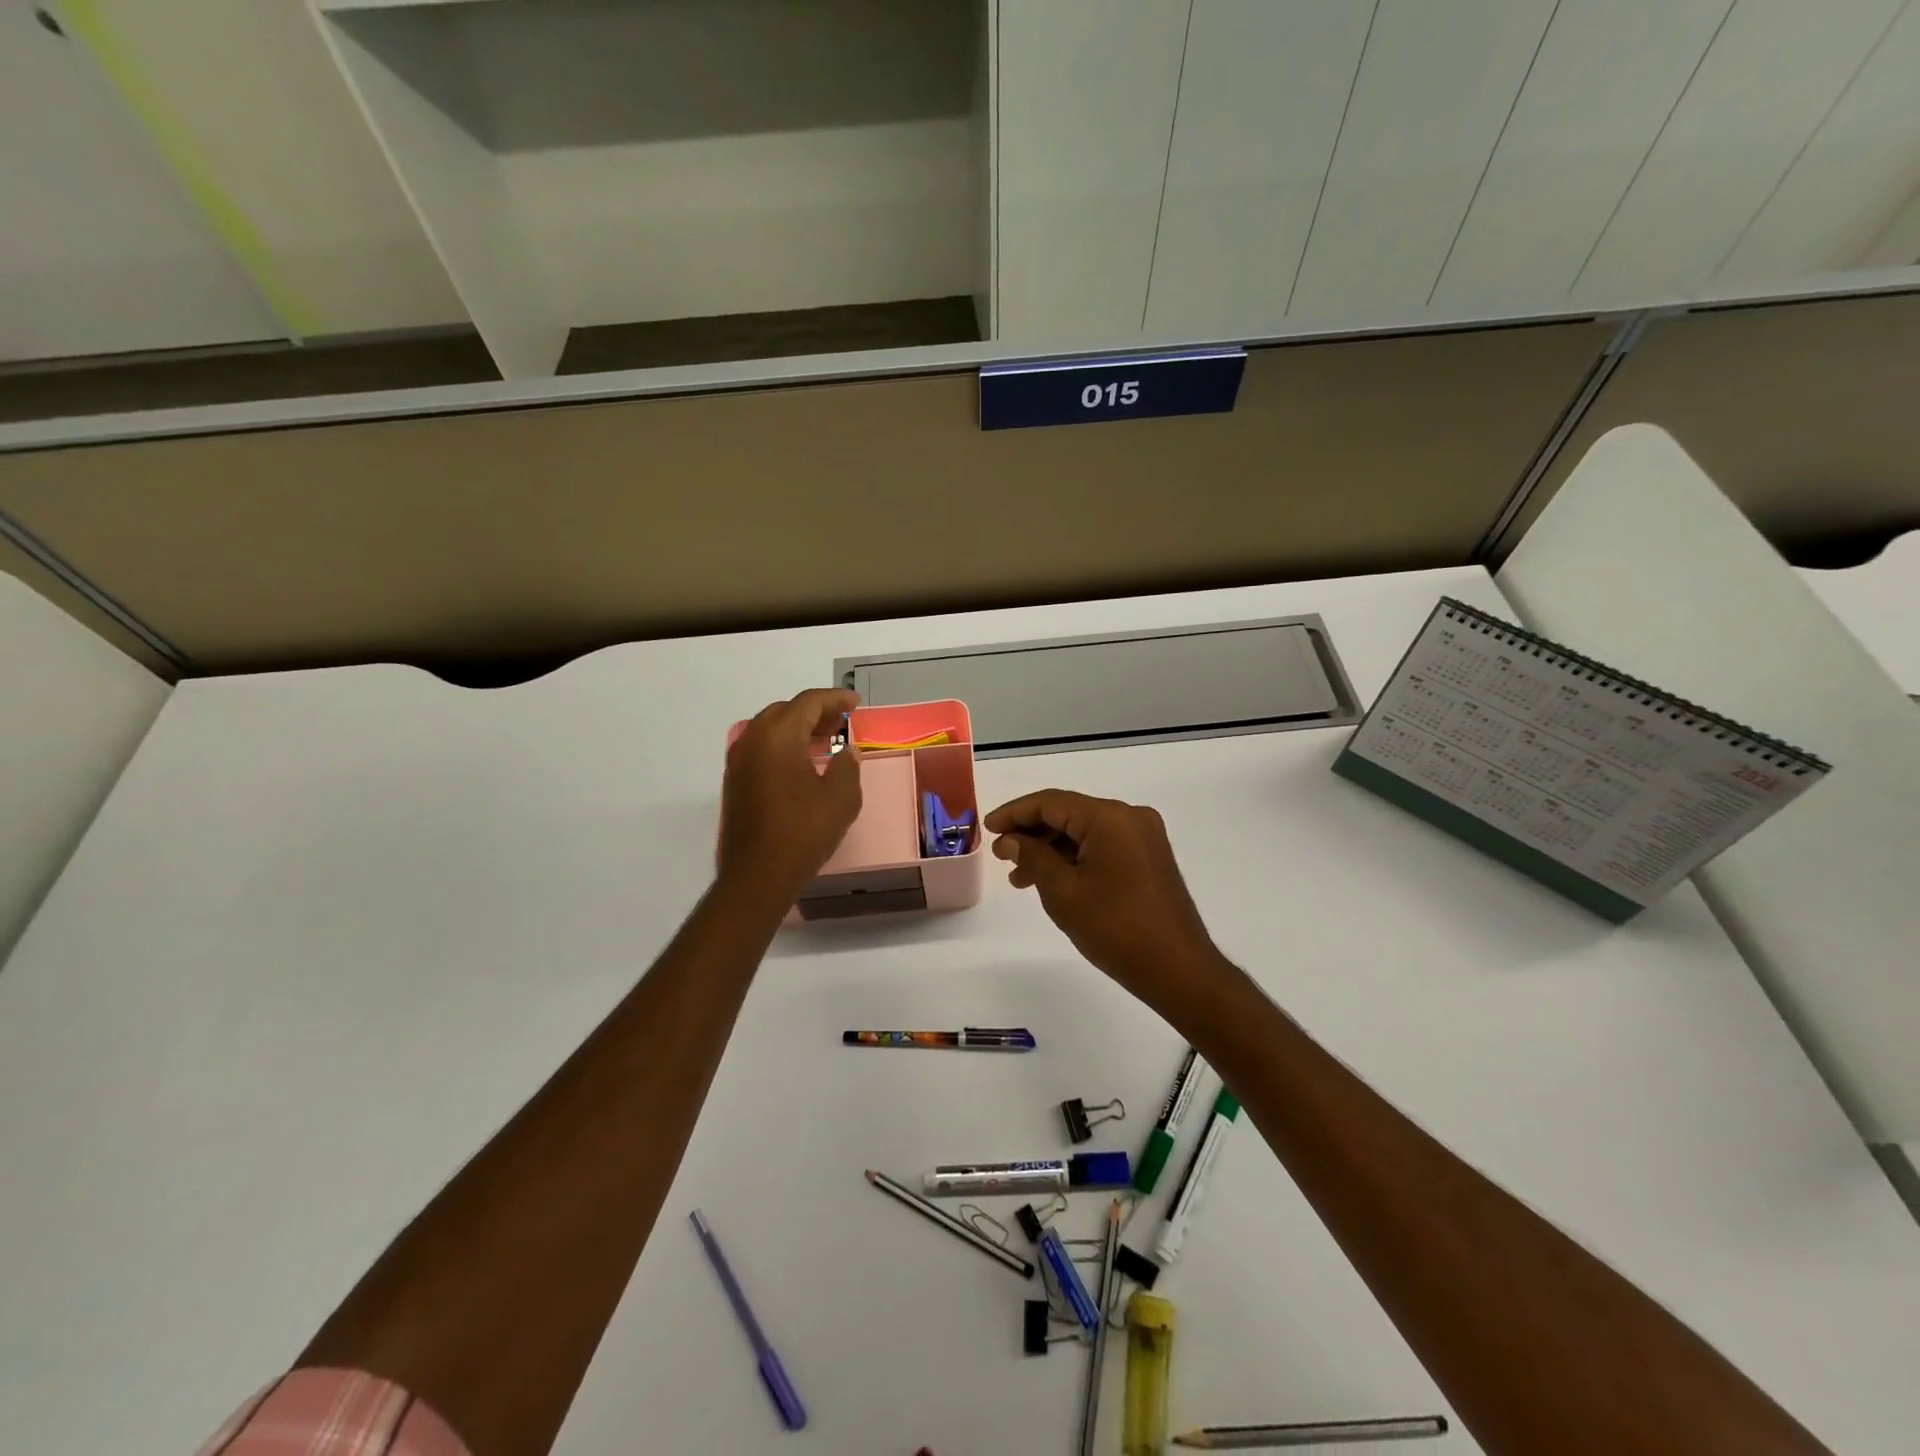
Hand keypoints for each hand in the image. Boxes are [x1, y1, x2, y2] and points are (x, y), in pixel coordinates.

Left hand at [720, 688, 862, 901]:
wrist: (758, 875)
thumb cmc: (804, 831)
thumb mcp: (841, 798)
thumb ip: (847, 766)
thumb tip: (846, 752)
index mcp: (778, 736)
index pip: (808, 702)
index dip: (835, 699)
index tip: (855, 704)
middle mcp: (752, 740)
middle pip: (785, 711)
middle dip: (815, 712)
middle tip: (840, 723)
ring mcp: (739, 762)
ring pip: (770, 729)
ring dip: (798, 729)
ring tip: (825, 742)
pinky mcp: (735, 782)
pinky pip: (762, 749)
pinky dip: (784, 746)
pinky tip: (803, 764)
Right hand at [985, 790, 1233, 1012]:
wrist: (1179, 970)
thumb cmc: (1116, 929)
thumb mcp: (1063, 892)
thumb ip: (1033, 857)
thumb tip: (1011, 840)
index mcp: (1110, 817)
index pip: (1051, 802)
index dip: (1014, 813)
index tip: (987, 828)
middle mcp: (1130, 817)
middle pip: (1069, 814)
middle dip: (1032, 834)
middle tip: (1002, 858)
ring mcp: (1144, 837)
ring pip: (1085, 832)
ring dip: (1051, 850)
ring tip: (1020, 879)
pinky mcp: (1149, 858)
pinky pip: (1102, 846)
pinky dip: (1075, 859)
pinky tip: (1053, 881)